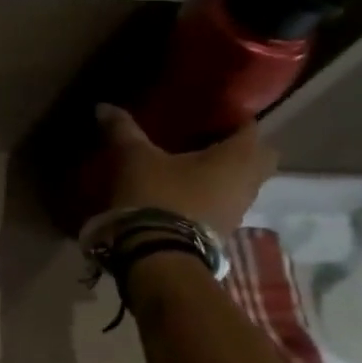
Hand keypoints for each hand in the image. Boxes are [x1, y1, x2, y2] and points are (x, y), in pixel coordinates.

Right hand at [89, 104, 275, 239]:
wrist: (158, 256)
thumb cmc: (157, 195)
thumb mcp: (135, 158)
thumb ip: (123, 130)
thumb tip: (103, 107)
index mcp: (239, 156)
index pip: (249, 125)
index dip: (230, 117)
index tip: (206, 115)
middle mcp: (249, 183)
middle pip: (257, 158)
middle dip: (237, 150)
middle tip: (205, 144)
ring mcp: (239, 213)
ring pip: (241, 185)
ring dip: (222, 178)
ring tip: (188, 171)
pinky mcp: (222, 235)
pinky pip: (223, 207)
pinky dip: (209, 200)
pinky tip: (182, 198)